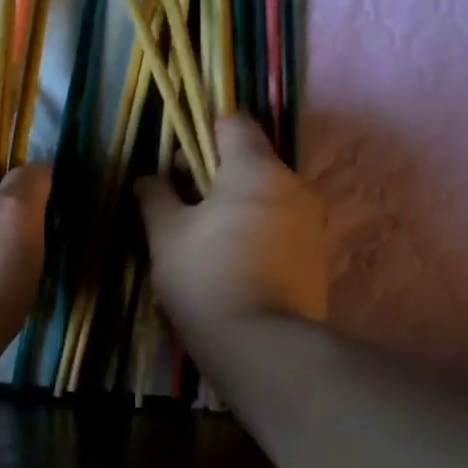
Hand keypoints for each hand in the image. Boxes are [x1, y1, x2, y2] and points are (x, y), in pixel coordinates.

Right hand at [137, 115, 326, 341]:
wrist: (262, 345)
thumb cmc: (205, 278)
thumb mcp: (165, 235)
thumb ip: (155, 197)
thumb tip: (149, 178)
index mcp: (255, 169)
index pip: (233, 123)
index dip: (201, 134)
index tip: (177, 165)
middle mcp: (294, 185)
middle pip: (251, 161)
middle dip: (215, 177)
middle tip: (184, 210)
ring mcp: (313, 221)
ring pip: (267, 196)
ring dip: (237, 207)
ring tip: (207, 243)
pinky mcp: (318, 255)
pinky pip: (281, 227)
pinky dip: (257, 233)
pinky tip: (234, 265)